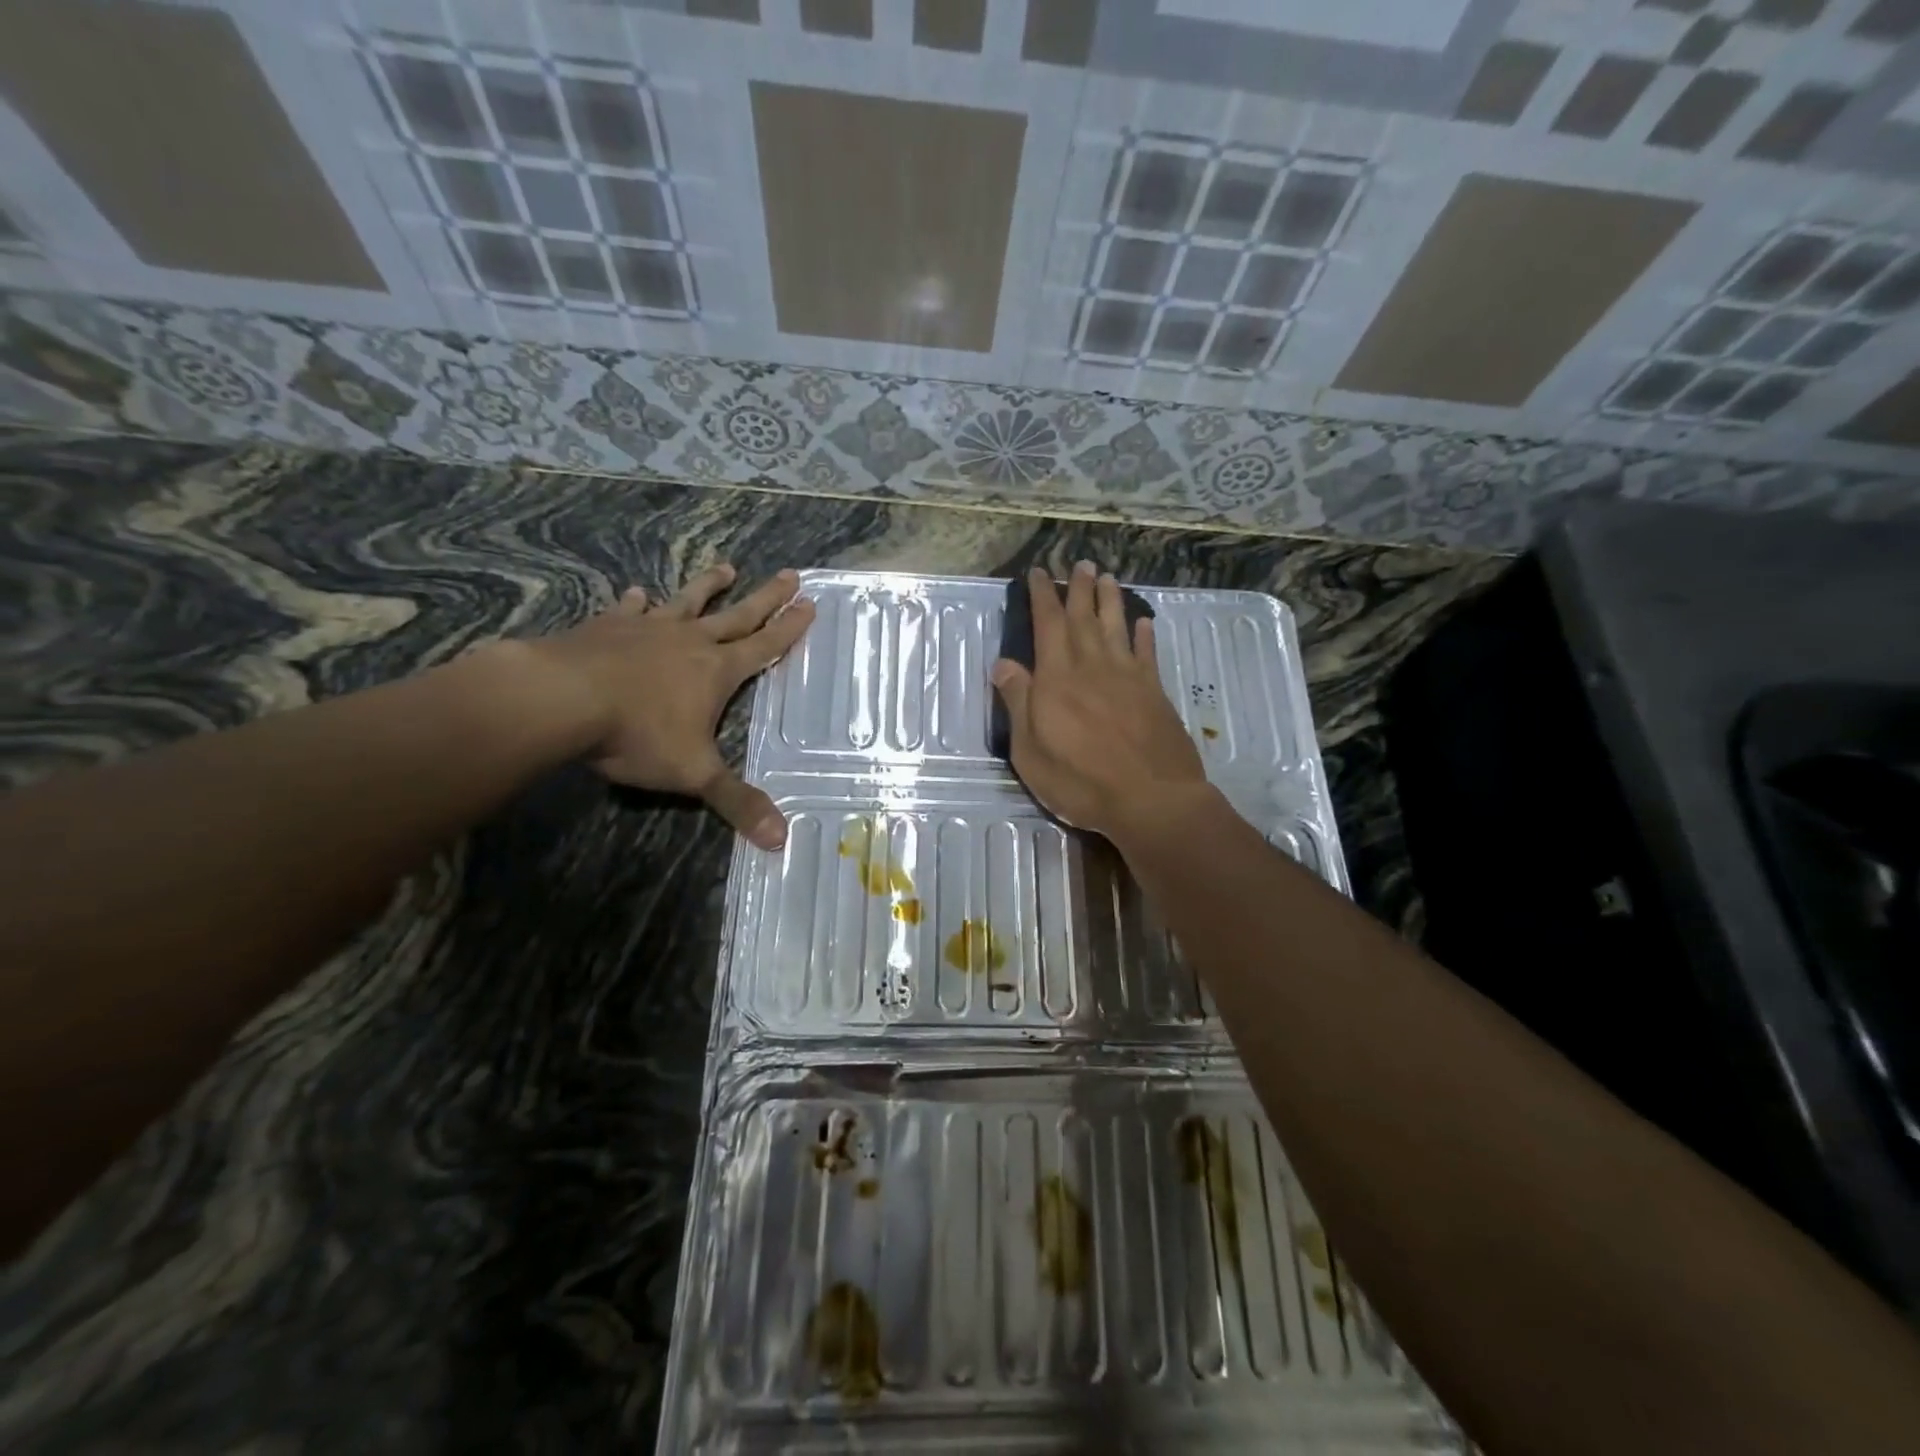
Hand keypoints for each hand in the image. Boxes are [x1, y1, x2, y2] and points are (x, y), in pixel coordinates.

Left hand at [522, 563, 813, 847]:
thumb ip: (737, 802)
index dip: (789, 628)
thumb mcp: (694, 773)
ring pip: (687, 602)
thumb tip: (781, 840)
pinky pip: (628, 609)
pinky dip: (636, 601)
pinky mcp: (606, 627)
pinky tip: (636, 593)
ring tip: (725, 567)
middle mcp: (689, 641)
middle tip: (789, 573)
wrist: (560, 698)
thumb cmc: (636, 734)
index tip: (809, 603)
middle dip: (766, 596)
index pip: (764, 645)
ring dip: (708, 586)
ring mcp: (647, 629)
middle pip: (737, 614)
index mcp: (717, 670)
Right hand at [991, 561, 1205, 840]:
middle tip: (1080, 563)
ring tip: (1107, 578)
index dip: (1043, 596)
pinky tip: (1143, 623)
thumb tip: (1003, 663)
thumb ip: (1018, 703)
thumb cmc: (1080, 780)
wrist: (1151, 799)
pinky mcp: (1155, 693)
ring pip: (1116, 627)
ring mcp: (1128, 678)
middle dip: (1079, 589)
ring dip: (1110, 601)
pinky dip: (1144, 636)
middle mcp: (1092, 667)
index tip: (1040, 573)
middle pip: (1083, 619)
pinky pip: (1147, 655)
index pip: (1047, 625)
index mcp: (1057, 679)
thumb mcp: (1030, 750)